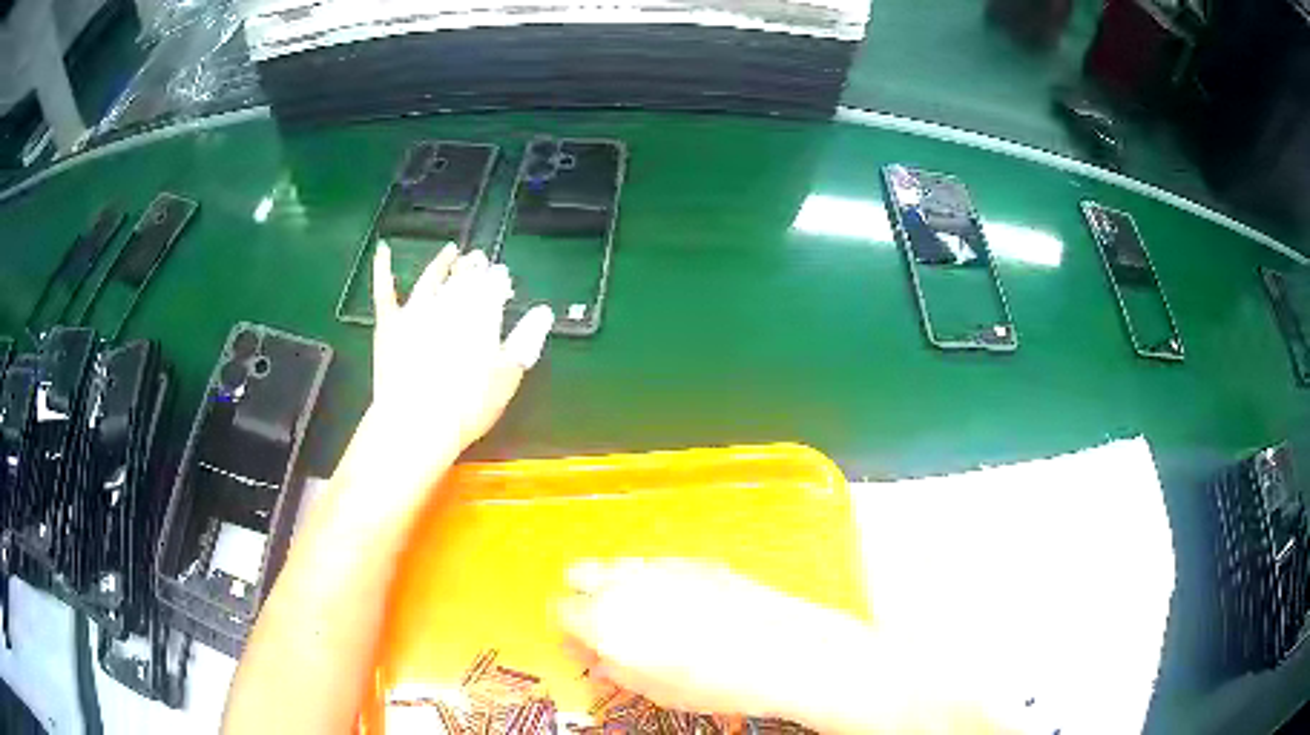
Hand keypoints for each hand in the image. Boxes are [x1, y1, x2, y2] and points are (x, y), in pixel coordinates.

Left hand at [370, 241, 553, 463]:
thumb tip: (543, 312)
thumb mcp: (508, 376)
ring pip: (432, 277)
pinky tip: (383, 249)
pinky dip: (384, 268)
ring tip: (451, 251)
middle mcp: (449, 301)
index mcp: (481, 311)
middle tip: (480, 260)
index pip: (494, 283)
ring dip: (443, 262)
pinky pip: (385, 290)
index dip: (499, 279)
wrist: (415, 423)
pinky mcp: (390, 323)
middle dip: (475, 267)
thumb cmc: (468, 405)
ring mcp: (416, 309)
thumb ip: (527, 339)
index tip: (504, 281)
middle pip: (464, 276)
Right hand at [556, 559, 868, 721]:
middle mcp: (623, 582)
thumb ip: (612, 668)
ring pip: (618, 565)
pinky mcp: (693, 559)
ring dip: (618, 586)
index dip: (571, 631)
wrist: (777, 649)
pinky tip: (686, 608)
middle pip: (580, 573)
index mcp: (603, 618)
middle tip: (610, 627)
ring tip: (650, 618)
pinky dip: (655, 582)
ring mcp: (660, 565)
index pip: (561, 611)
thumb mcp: (652, 688)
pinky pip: (656, 565)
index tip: (588, 648)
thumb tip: (596, 657)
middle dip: (585, 597)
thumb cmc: (710, 683)